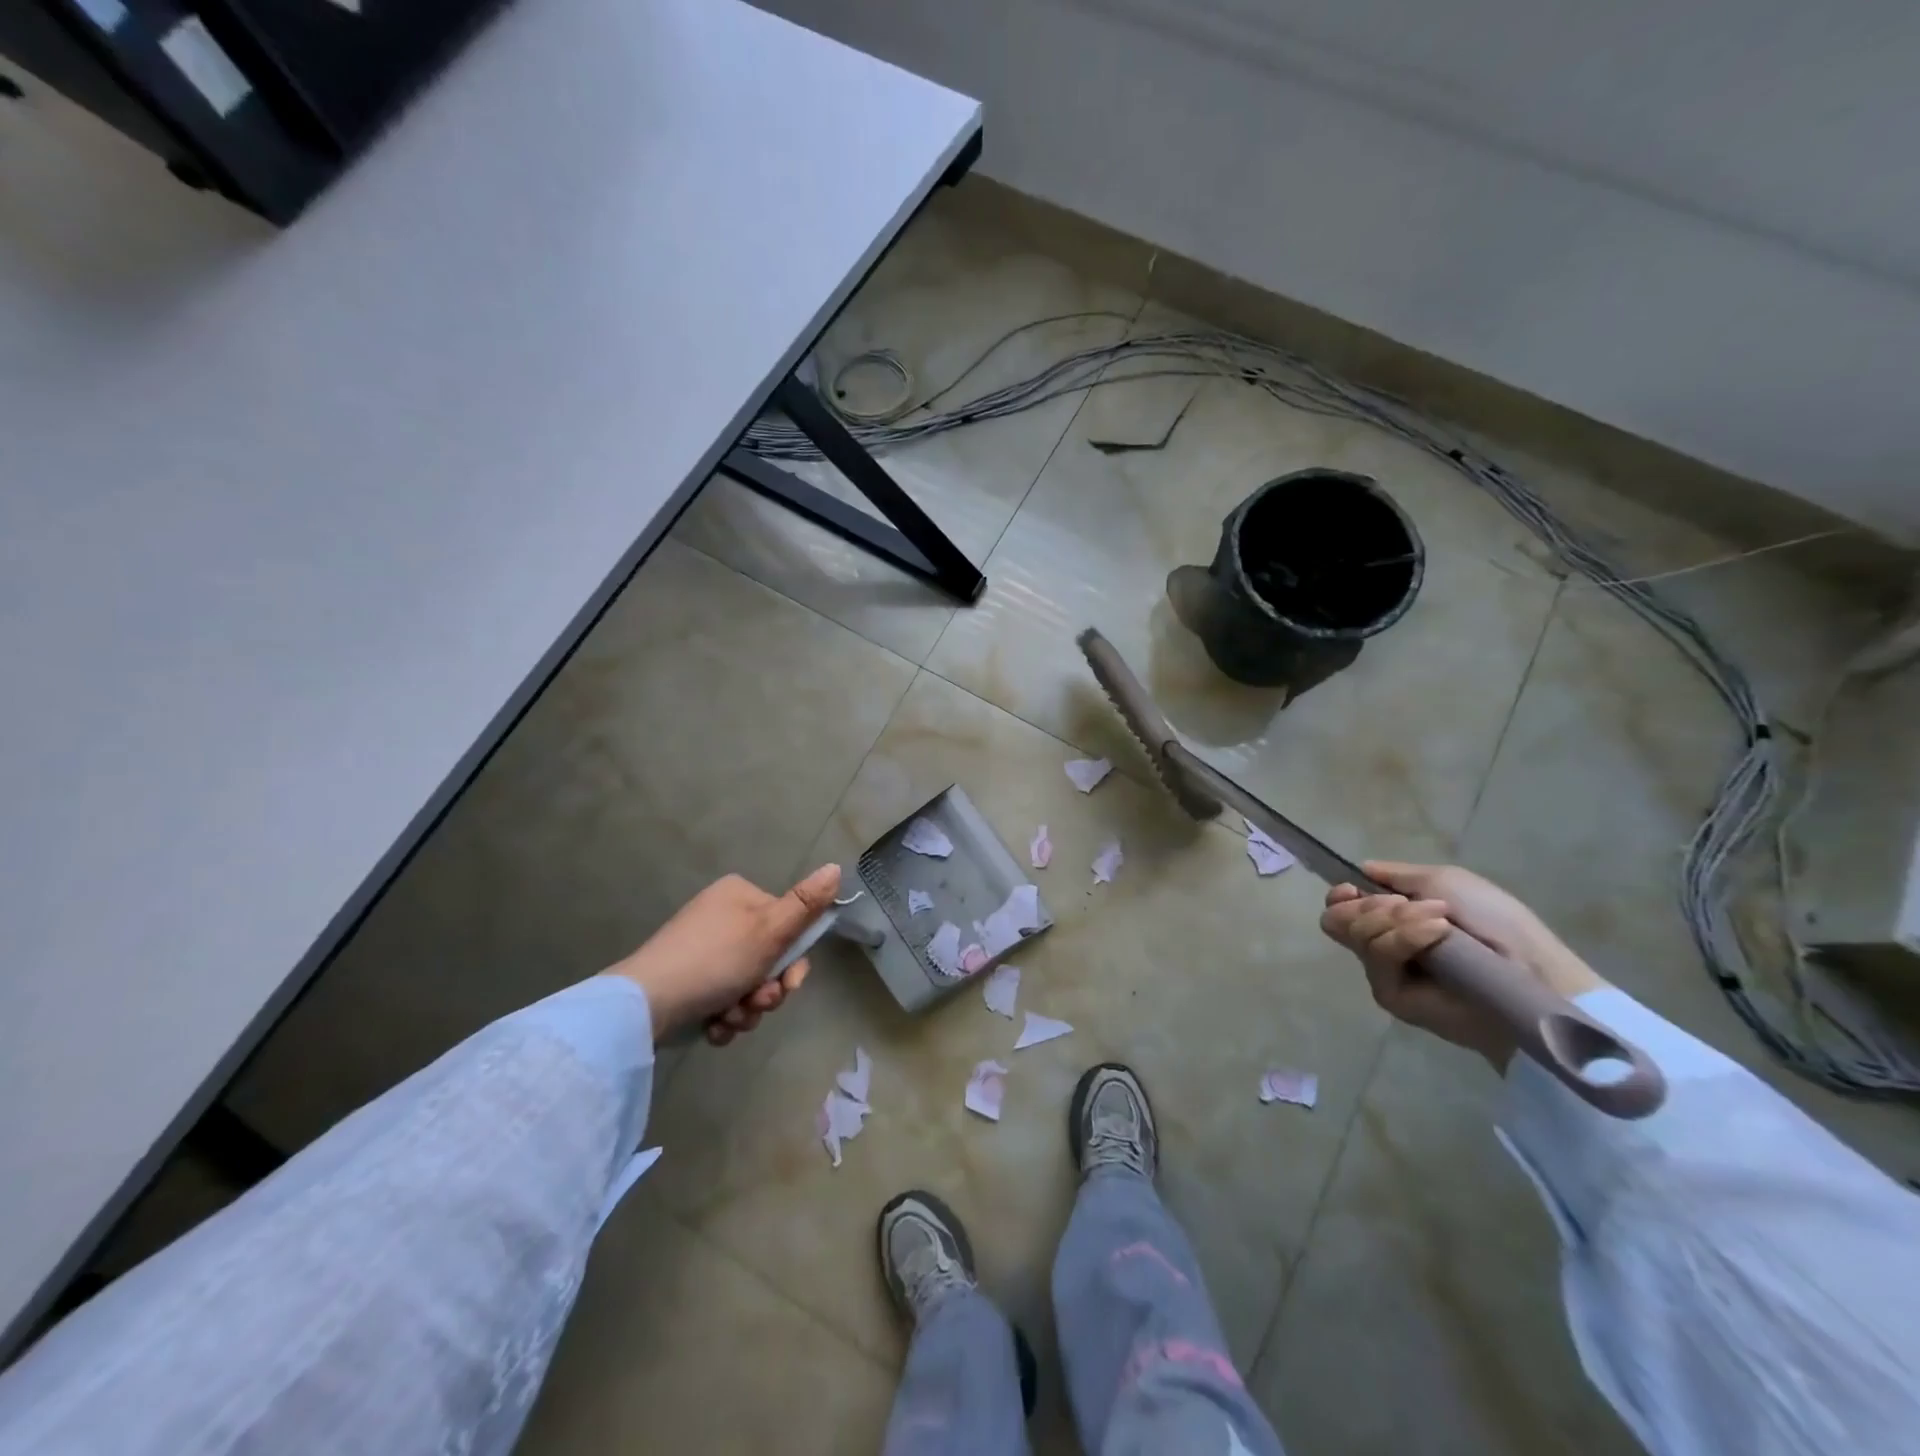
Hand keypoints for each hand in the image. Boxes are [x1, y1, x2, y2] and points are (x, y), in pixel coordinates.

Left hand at [605, 864, 840, 1045]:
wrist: (647, 1005)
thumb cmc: (716, 960)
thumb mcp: (770, 930)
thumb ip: (806, 903)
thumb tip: (837, 866)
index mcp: (740, 896)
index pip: (787, 925)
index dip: (794, 961)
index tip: (789, 983)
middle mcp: (721, 917)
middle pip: (769, 960)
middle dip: (767, 991)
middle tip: (756, 1003)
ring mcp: (701, 951)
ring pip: (747, 986)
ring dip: (746, 1009)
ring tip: (728, 1017)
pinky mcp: (686, 983)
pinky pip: (721, 1000)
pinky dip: (723, 1017)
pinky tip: (713, 1026)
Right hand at [1320, 861, 1605, 1069]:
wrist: (1530, 971)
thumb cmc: (1498, 923)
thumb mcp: (1446, 881)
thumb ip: (1398, 875)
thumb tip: (1361, 871)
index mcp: (1393, 920)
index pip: (1341, 908)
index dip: (1340, 895)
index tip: (1352, 888)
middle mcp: (1382, 945)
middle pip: (1336, 919)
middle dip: (1368, 905)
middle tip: (1403, 905)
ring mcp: (1383, 971)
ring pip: (1353, 933)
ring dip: (1395, 918)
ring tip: (1438, 922)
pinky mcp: (1390, 994)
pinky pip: (1378, 956)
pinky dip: (1404, 937)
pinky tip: (1435, 935)